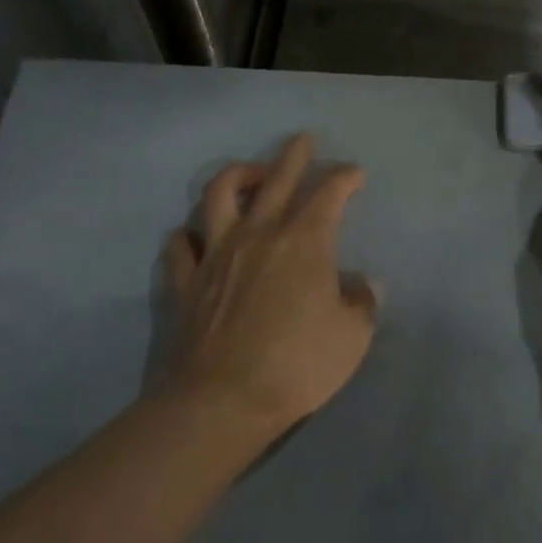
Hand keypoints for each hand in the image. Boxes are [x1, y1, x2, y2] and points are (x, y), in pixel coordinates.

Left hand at [162, 133, 376, 436]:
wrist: (222, 402)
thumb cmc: (297, 365)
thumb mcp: (351, 337)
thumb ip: (361, 302)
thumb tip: (361, 284)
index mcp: (304, 241)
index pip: (328, 193)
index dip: (344, 177)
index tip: (354, 174)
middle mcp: (258, 233)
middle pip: (276, 178)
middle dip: (294, 155)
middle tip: (302, 140)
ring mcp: (216, 253)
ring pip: (218, 195)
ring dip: (236, 176)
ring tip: (249, 174)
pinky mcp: (186, 280)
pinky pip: (180, 243)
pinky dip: (189, 233)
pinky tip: (196, 236)